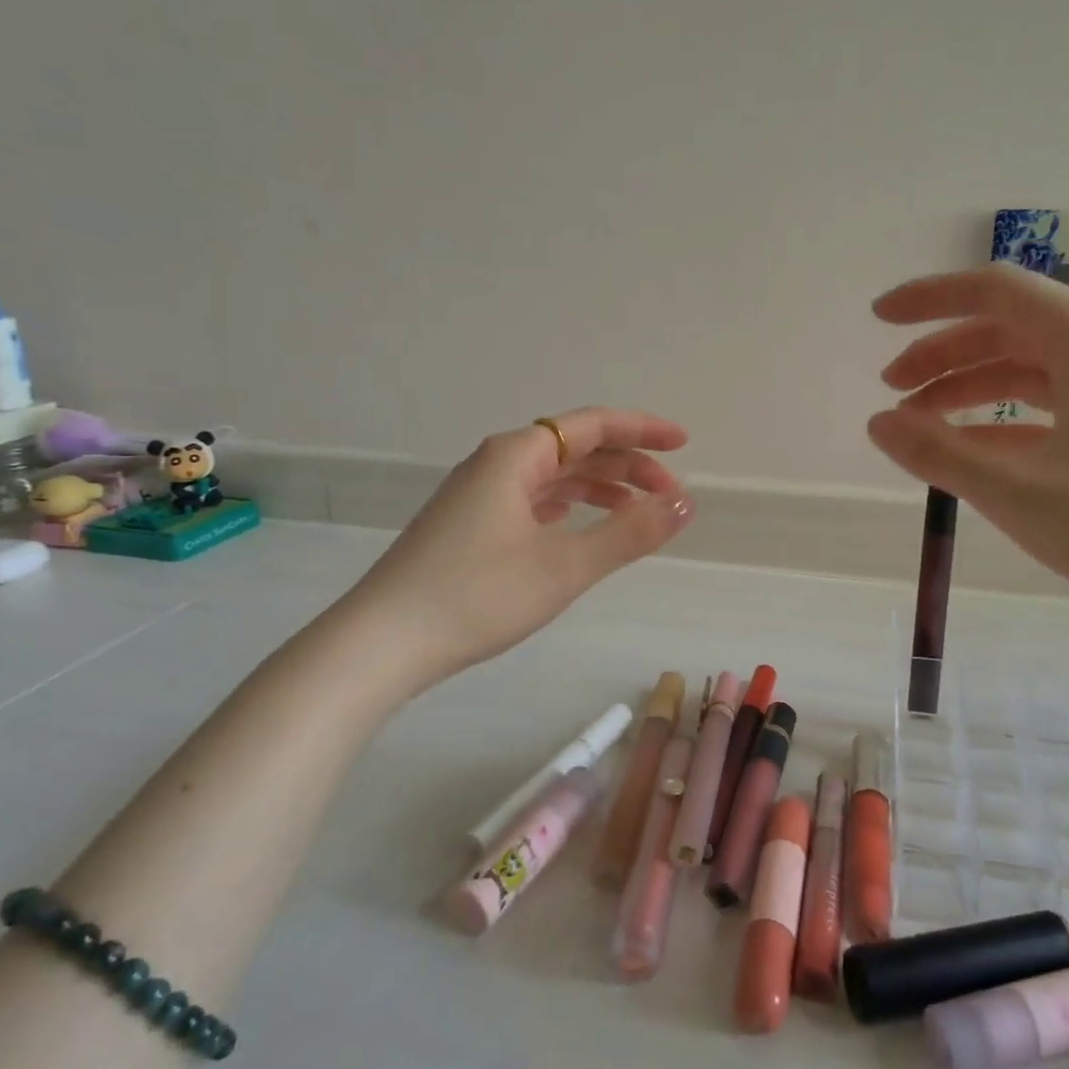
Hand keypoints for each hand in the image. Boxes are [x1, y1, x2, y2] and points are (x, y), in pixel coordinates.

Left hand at [356, 408, 693, 678]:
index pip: (593, 425)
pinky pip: (531, 499)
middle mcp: (496, 463)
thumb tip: (685, 503)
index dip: (642, 430)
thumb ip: (629, 532)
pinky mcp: (468, 525)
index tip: (684, 443)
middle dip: (626, 464)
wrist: (382, 642)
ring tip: (636, 510)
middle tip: (669, 493)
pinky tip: (577, 521)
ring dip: (599, 486)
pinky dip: (567, 505)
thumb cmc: (477, 595)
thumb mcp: (565, 565)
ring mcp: (477, 495)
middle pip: (574, 448)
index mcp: (517, 455)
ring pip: (552, 476)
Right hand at [868, 264, 1068, 619]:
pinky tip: (973, 450)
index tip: (878, 318)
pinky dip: (1004, 418)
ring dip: (969, 387)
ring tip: (920, 423)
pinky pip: (1052, 402)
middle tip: (892, 390)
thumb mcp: (1017, 490)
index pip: (993, 291)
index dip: (928, 299)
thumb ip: (937, 452)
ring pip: (1027, 367)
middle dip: (941, 354)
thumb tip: (877, 423)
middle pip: (1006, 328)